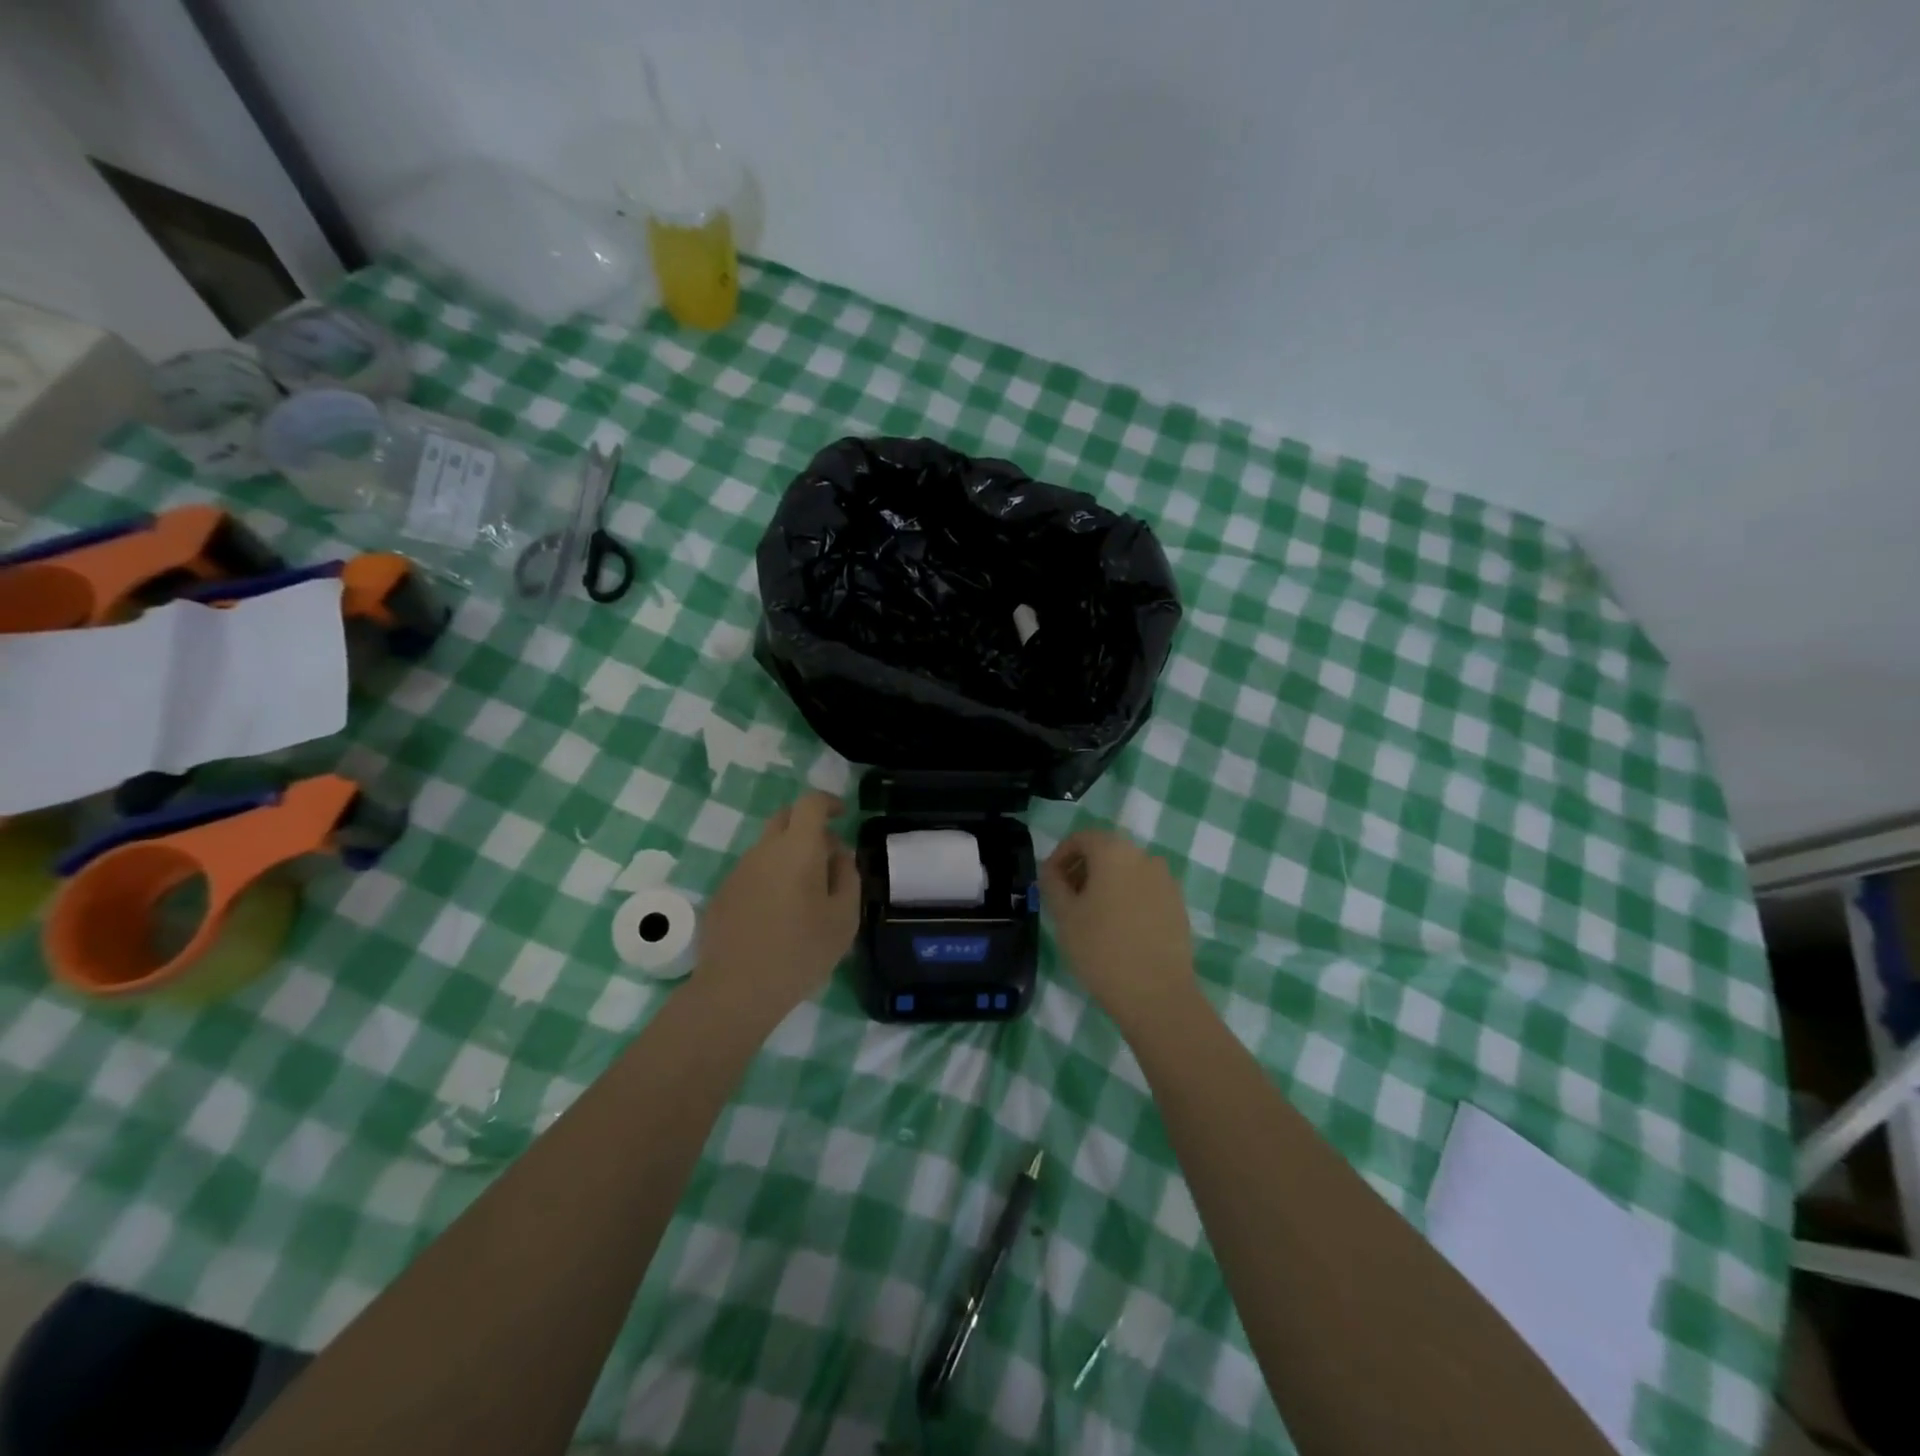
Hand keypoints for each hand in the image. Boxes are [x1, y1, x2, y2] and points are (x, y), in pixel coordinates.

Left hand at [698, 793, 860, 1012]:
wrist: (736, 991)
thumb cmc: (801, 952)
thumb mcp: (844, 918)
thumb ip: (848, 876)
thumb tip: (839, 855)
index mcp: (798, 849)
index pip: (810, 803)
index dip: (828, 802)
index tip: (843, 816)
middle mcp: (764, 850)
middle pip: (786, 818)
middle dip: (809, 825)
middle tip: (827, 855)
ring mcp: (738, 870)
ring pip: (768, 847)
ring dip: (789, 855)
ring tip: (806, 894)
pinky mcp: (723, 893)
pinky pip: (753, 871)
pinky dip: (770, 877)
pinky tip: (778, 914)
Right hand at [1040, 827, 1195, 1029]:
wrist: (1157, 995)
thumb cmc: (1102, 949)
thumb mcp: (1064, 915)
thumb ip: (1052, 883)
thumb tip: (1051, 870)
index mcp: (1114, 852)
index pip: (1081, 838)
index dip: (1060, 856)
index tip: (1049, 882)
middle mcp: (1144, 857)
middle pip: (1106, 852)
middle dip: (1082, 869)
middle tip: (1066, 900)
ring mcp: (1166, 881)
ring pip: (1127, 871)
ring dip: (1105, 884)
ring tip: (1090, 917)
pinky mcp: (1178, 905)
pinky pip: (1145, 890)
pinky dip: (1127, 898)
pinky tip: (1118, 929)